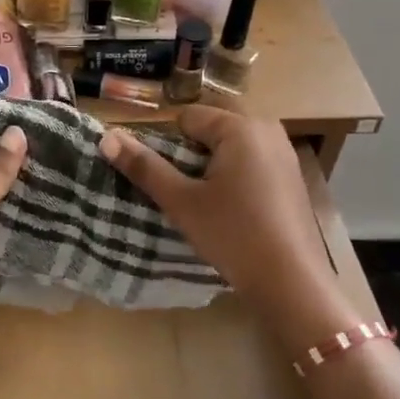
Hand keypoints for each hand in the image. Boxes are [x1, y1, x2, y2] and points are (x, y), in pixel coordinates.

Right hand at [99, 107, 355, 344]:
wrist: (291, 280)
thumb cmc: (232, 234)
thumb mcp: (181, 202)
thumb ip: (144, 167)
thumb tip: (106, 138)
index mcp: (239, 127)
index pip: (187, 117)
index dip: (171, 146)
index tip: (172, 181)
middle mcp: (267, 128)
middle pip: (213, 126)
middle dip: (194, 152)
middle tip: (189, 191)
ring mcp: (285, 151)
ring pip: (234, 143)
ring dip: (215, 163)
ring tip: (210, 202)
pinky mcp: (293, 175)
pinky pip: (254, 159)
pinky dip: (238, 174)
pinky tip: (237, 209)